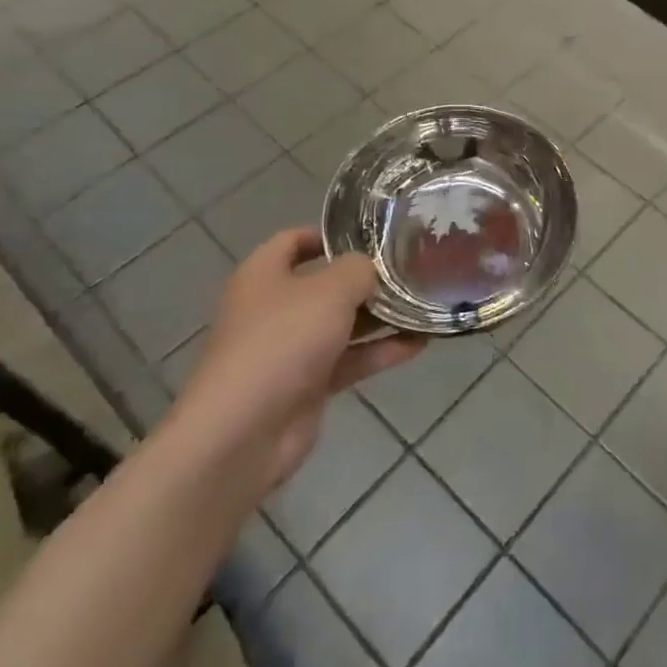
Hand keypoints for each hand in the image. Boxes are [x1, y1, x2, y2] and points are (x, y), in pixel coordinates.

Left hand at [168, 228, 423, 509]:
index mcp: (263, 275)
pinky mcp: (306, 385)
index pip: (293, 240)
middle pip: (324, 284)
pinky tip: (419, 344)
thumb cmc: (282, 341)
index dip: (329, 233)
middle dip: (366, 278)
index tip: (371, 233)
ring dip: (380, 317)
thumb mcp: (330, 290)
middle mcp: (274, 308)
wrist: (243, 433)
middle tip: (410, 268)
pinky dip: (379, 351)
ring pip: (341, 324)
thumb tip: (371, 268)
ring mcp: (290, 349)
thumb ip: (358, 270)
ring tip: (423, 304)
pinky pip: (349, 359)